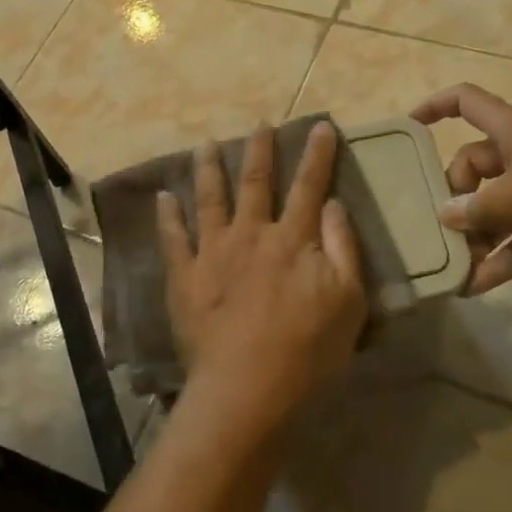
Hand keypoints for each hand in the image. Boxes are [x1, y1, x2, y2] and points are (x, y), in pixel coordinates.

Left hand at [157, 123, 367, 437]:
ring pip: (210, 199)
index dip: (318, 155)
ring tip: (205, 145)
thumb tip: (334, 203)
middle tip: (259, 124)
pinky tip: (163, 196)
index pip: (309, 186)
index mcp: (292, 239)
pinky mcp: (185, 276)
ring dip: (209, 169)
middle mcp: (250, 234)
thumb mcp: (348, 301)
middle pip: (255, 182)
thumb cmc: (307, 349)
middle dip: (259, 149)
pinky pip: (173, 238)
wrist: (246, 388)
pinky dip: (168, 216)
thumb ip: (343, 247)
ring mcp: (213, 252)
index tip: (321, 126)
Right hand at [411, 83, 511, 290]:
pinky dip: (499, 260)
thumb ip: (474, 209)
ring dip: (474, 234)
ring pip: (494, 207)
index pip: (466, 101)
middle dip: (454, 195)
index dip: (435, 106)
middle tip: (441, 224)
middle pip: (473, 165)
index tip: (409, 127)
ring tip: (452, 263)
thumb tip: (446, 215)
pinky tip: (475, 286)